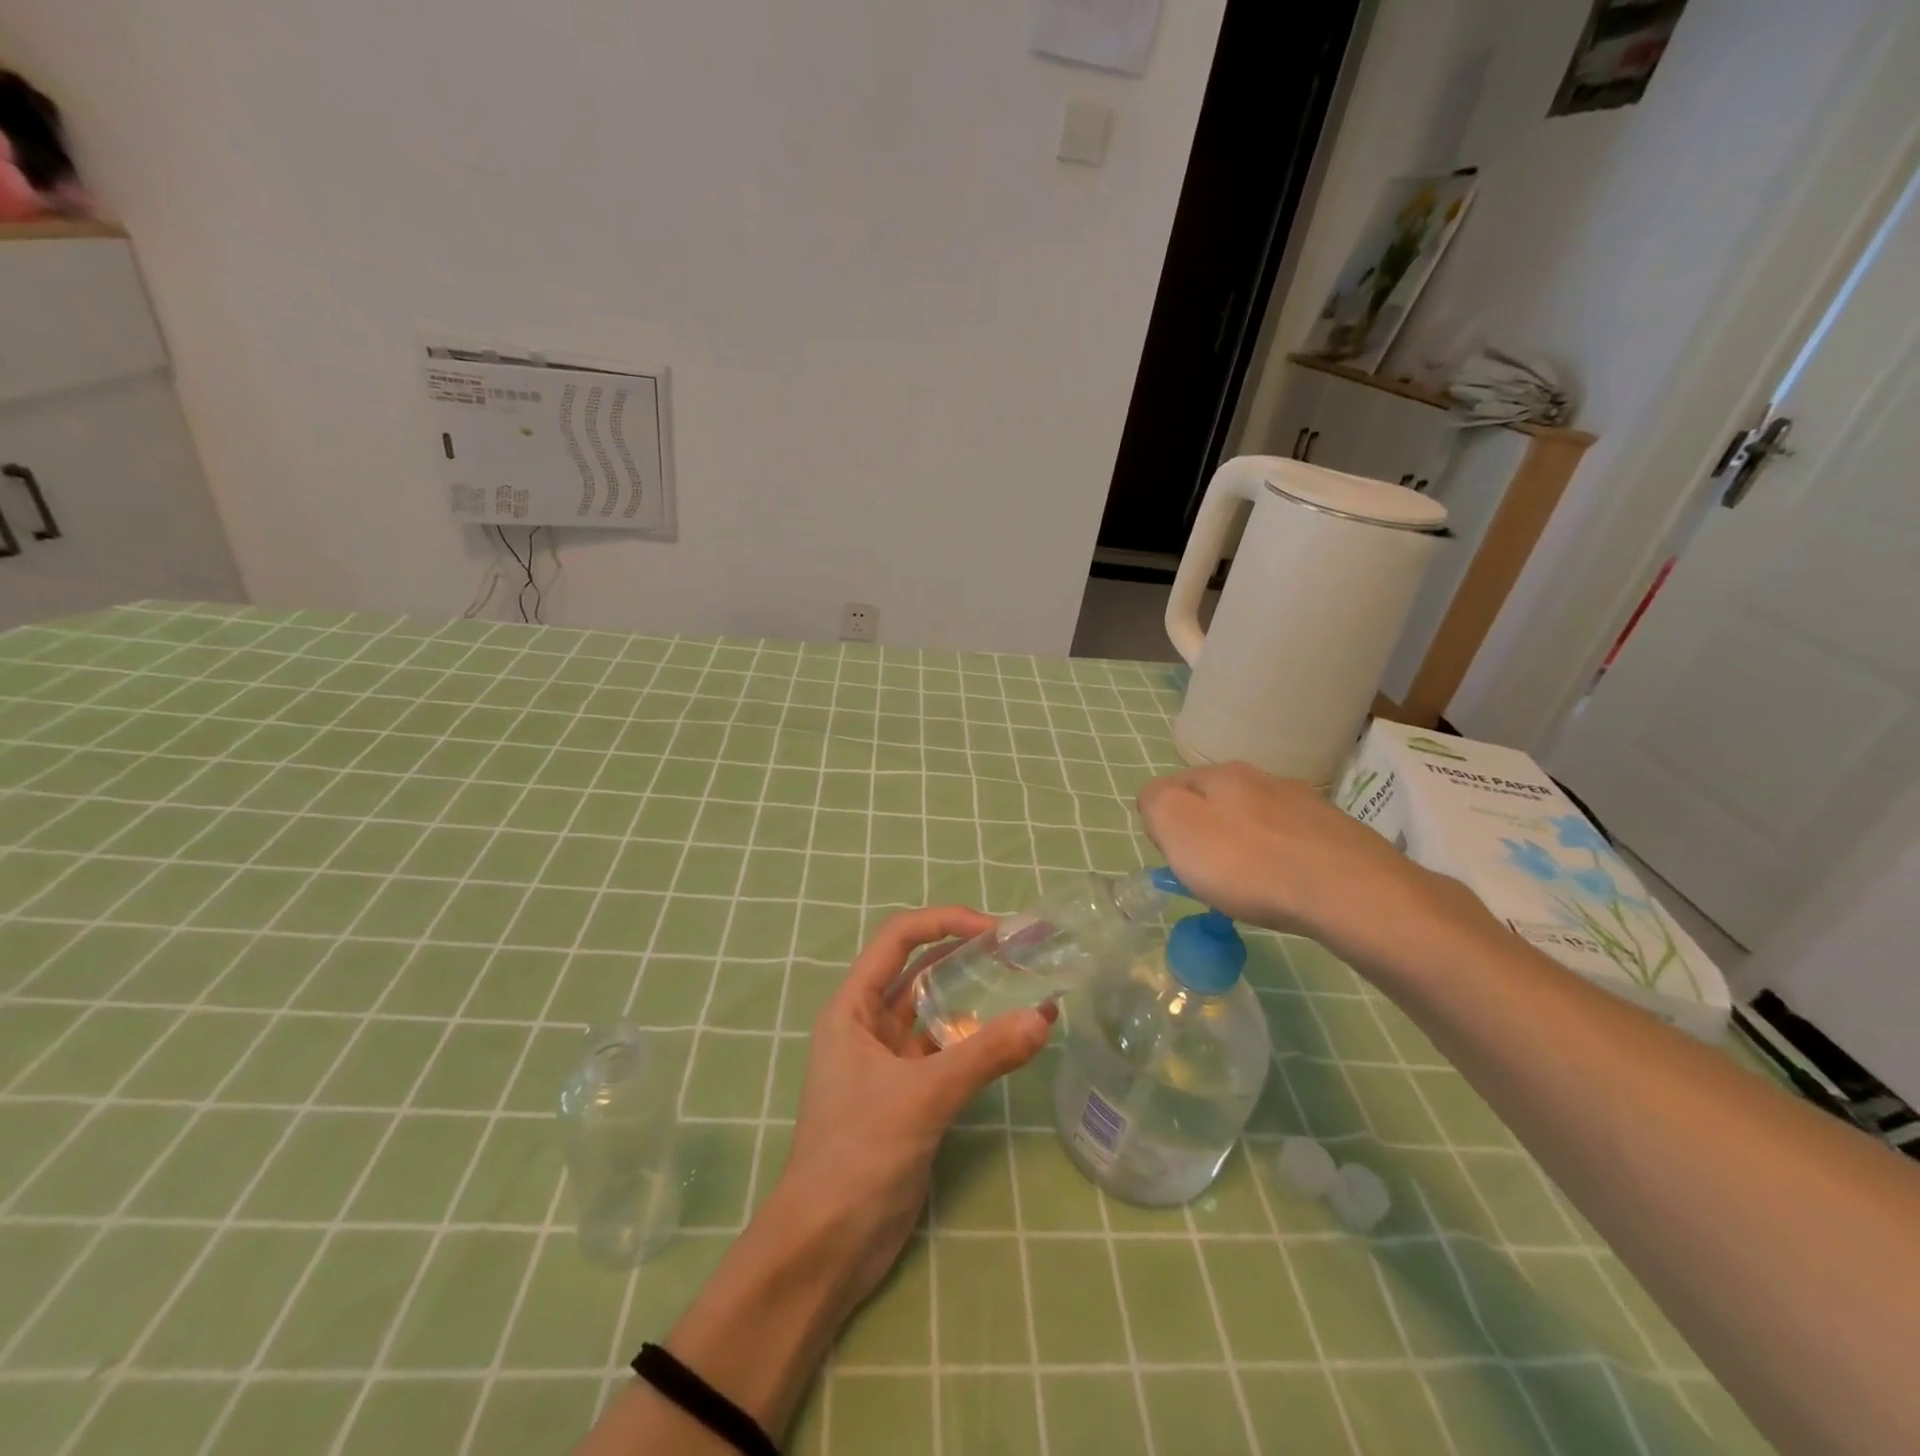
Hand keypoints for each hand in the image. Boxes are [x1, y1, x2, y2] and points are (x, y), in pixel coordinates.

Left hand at [778, 905, 1056, 1303]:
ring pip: (936, 1014)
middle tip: (1022, 953)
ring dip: (976, 1001)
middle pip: (920, 972)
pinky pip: (947, 1054)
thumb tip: (1044, 1017)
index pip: (898, 940)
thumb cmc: (858, 1154)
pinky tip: (1013, 1040)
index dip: (944, 923)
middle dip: (966, 957)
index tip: (994, 930)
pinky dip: (977, 1043)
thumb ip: (984, 1055)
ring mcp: (888, 1062)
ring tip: (1027, 987)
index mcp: (852, 1008)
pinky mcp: (908, 1096)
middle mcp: (867, 1025)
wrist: (826, 1248)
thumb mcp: (922, 1097)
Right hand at [1137, 762, 1476, 964]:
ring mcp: (1304, 804)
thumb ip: (1155, 804)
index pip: (1172, 786)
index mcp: (1221, 774)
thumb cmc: (1247, 862)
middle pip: (1216, 803)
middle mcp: (1263, 778)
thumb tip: (1157, 800)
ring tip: (1248, 887)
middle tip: (1206, 876)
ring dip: (1244, 847)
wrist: (1347, 892)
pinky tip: (1285, 887)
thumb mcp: (1177, 828)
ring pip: (1256, 821)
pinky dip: (1280, 862)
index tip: (1174, 860)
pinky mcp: (1336, 835)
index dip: (1165, 824)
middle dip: (1205, 834)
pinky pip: (1290, 843)